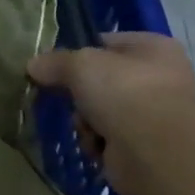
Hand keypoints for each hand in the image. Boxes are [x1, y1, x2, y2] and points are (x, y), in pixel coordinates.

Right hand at [28, 33, 194, 194]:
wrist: (155, 151)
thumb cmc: (123, 93)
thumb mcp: (80, 65)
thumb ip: (55, 62)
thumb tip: (33, 65)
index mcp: (154, 48)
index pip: (108, 42)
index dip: (80, 53)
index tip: (56, 67)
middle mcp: (160, 77)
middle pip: (102, 81)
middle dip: (80, 94)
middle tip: (68, 99)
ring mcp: (155, 114)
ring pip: (101, 111)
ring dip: (85, 121)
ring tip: (87, 127)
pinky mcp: (145, 146)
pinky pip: (108, 138)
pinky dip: (97, 142)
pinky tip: (96, 145)